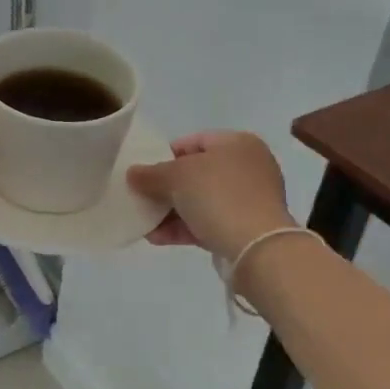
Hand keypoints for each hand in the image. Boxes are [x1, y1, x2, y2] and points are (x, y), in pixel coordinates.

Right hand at [127, 131, 295, 261]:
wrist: (256, 247)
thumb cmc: (217, 195)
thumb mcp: (176, 177)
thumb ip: (150, 174)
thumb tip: (132, 174)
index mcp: (238, 143)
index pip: (194, 141)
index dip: (165, 154)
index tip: (145, 171)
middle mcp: (248, 167)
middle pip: (197, 173)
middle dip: (167, 187)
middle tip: (142, 197)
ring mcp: (250, 199)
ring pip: (202, 201)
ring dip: (171, 211)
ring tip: (144, 222)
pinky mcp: (247, 228)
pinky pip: (209, 222)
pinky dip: (184, 228)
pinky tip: (157, 237)